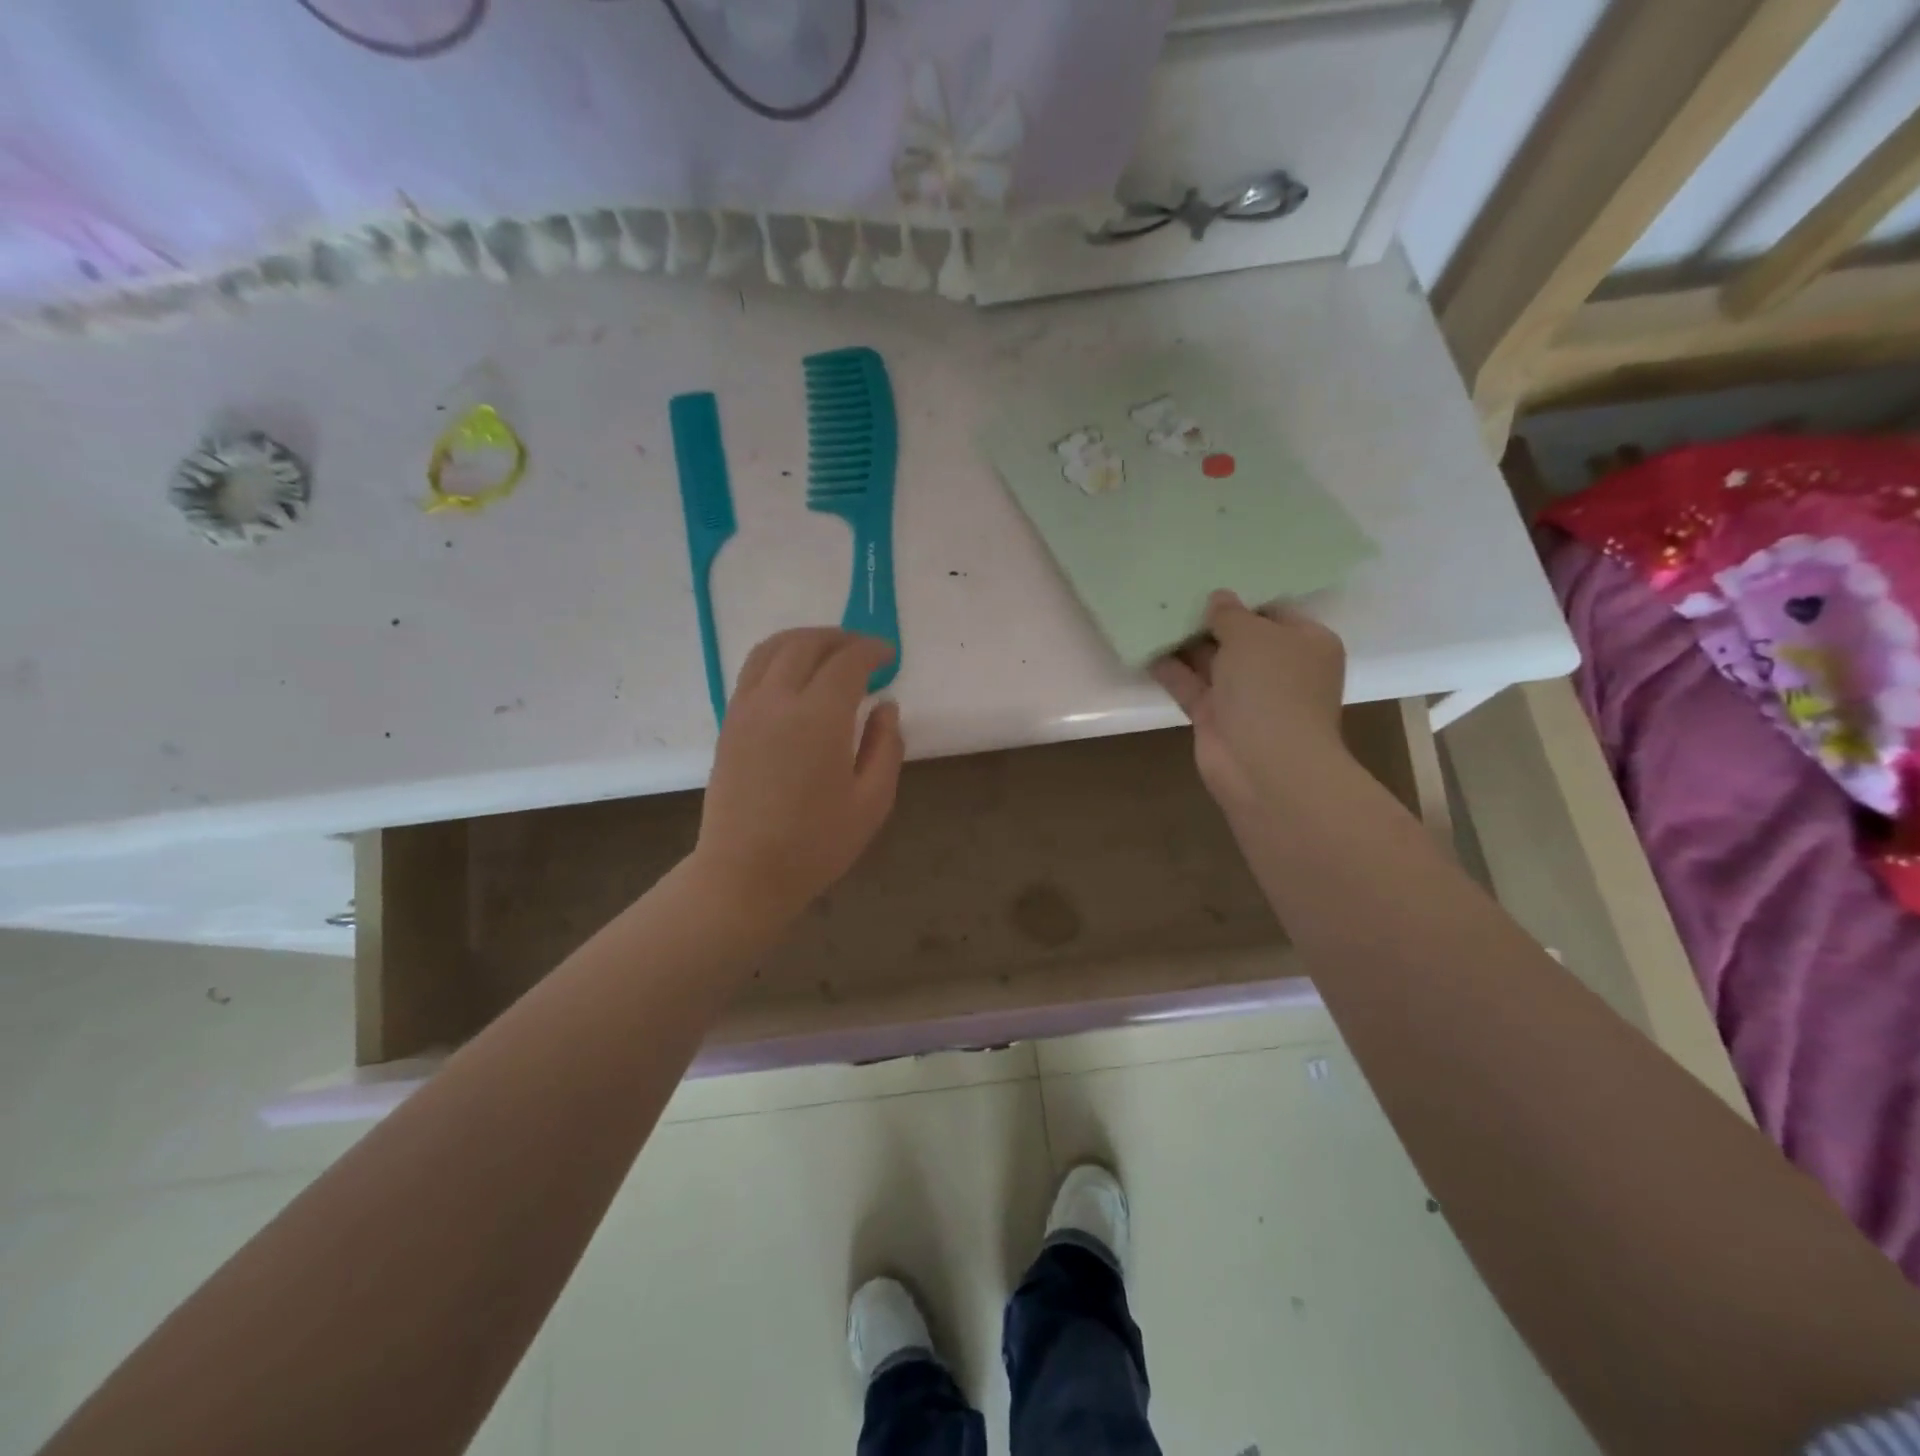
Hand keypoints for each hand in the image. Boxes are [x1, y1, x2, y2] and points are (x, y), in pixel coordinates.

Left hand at [694, 628, 903, 922]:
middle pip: (807, 644)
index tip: (889, 656)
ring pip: (772, 648)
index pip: (847, 662)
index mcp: (819, 718)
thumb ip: (885, 747)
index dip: (872, 651)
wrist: (744, 873)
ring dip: (805, 639)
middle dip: (840, 638)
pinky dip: (777, 655)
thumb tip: (886, 707)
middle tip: (864, 650)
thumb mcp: (871, 802)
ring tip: (828, 650)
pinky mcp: (729, 722)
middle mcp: (778, 701)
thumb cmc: (816, 843)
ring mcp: (747, 709)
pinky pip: (752, 669)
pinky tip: (793, 673)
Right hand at [1151, 590, 1349, 816]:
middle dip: (1209, 621)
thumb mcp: (1253, 635)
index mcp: (1306, 644)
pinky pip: (1191, 686)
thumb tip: (1218, 599)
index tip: (1208, 582)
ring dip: (1186, 644)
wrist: (1266, 765)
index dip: (1242, 599)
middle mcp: (1279, 669)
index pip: (1274, 612)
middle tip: (1174, 594)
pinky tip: (1146, 650)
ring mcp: (1247, 697)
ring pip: (1213, 663)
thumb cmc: (1272, 688)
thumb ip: (1230, 614)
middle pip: (1240, 638)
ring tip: (1153, 615)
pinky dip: (1171, 670)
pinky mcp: (1216, 719)